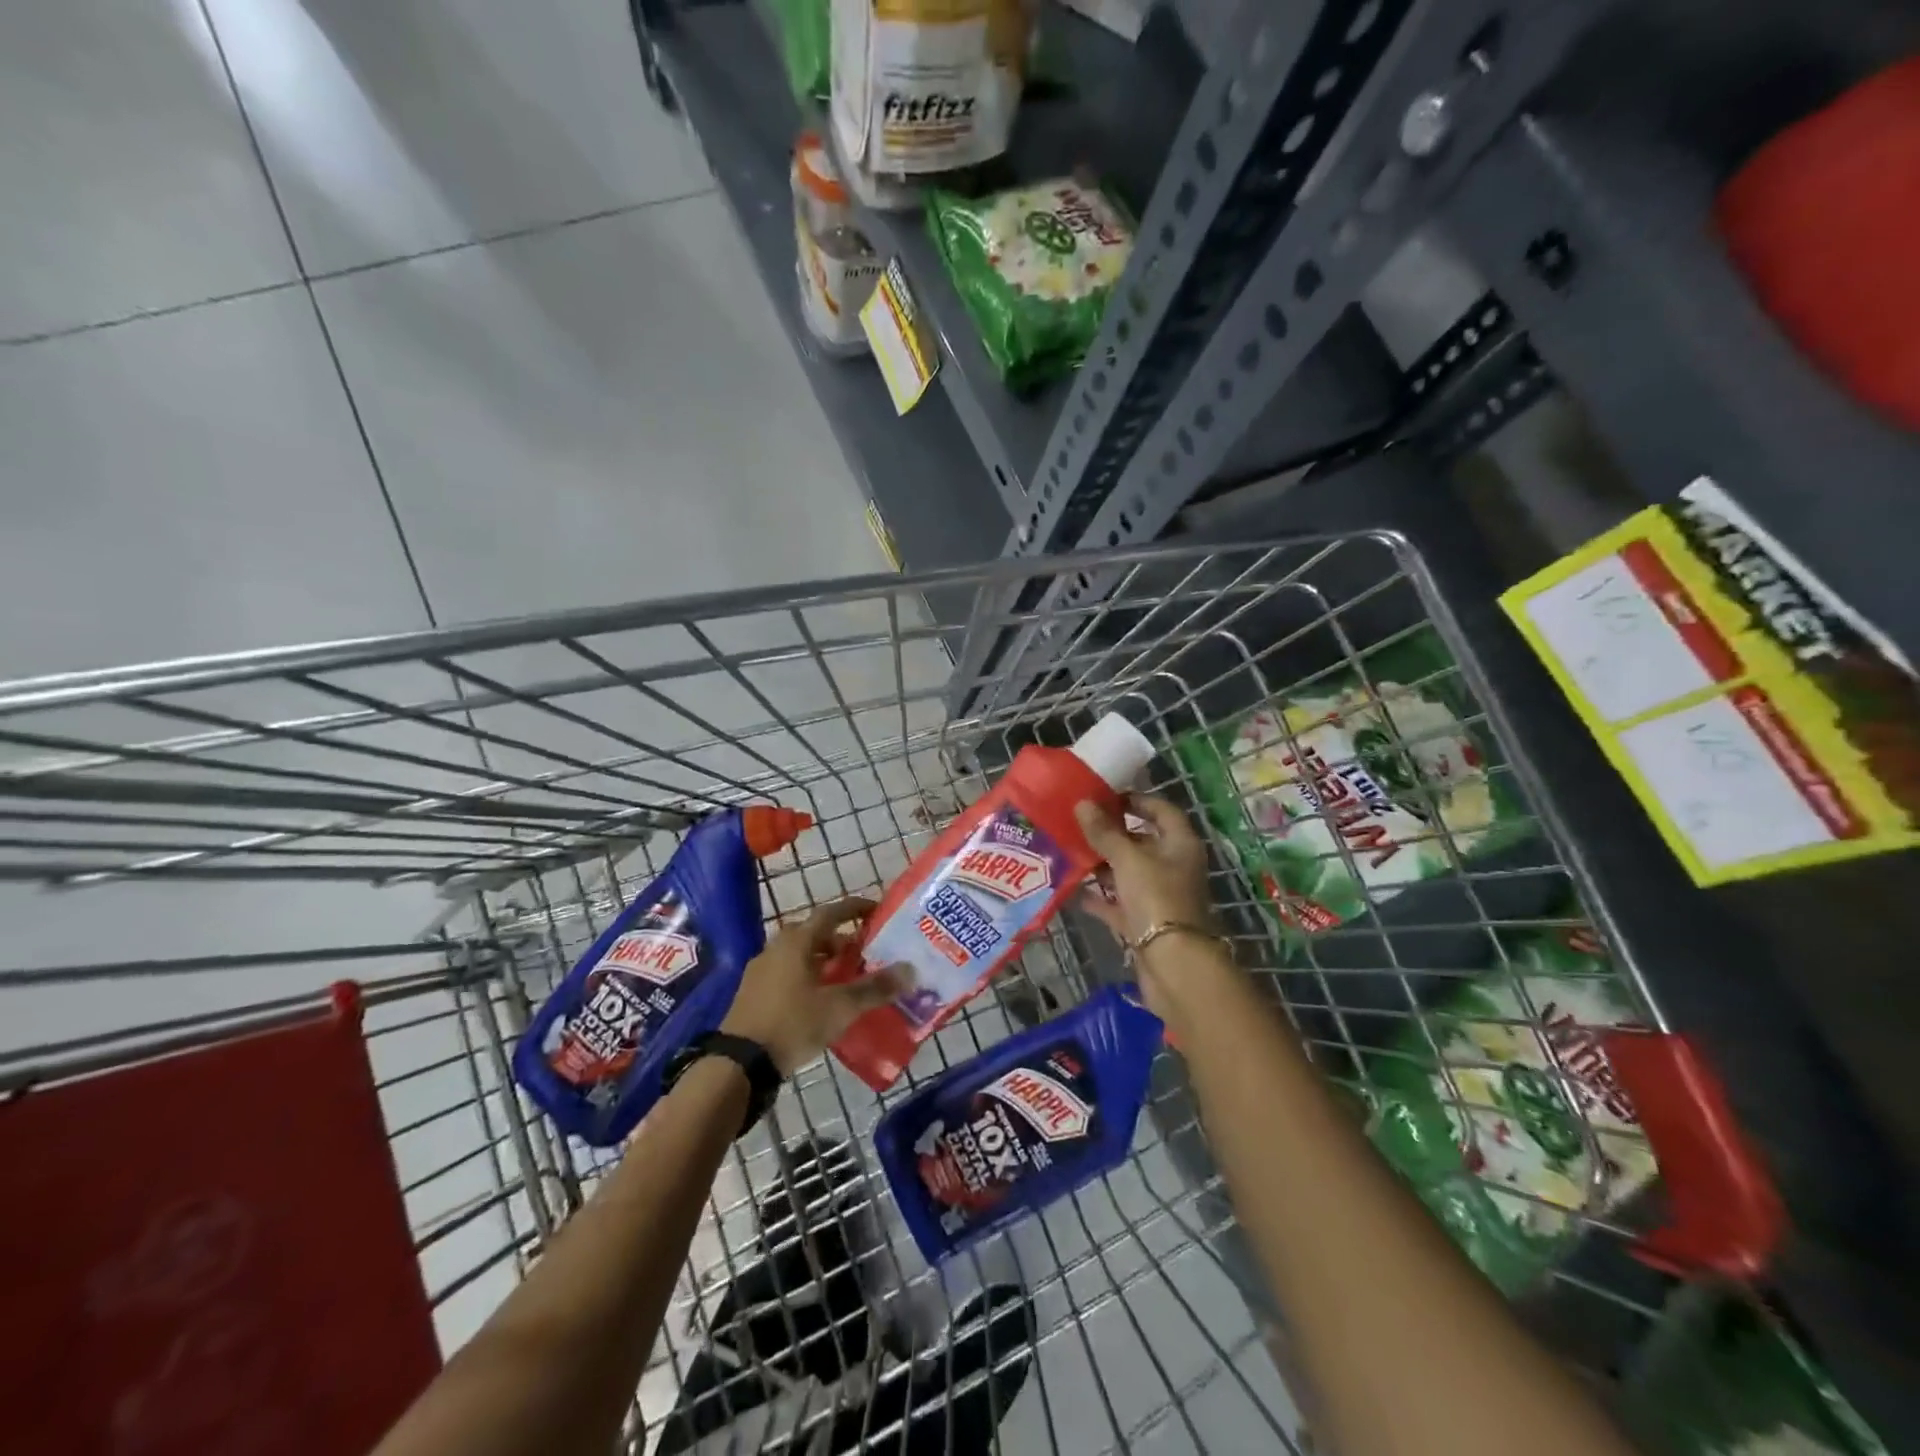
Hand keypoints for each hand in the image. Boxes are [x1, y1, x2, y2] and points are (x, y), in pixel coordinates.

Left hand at [721, 897, 904, 1074]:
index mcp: (797, 941)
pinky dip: (808, 975)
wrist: (739, 1063)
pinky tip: (820, 999)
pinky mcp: (753, 992)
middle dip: (841, 939)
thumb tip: (911, 970)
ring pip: (800, 954)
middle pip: (814, 933)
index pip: (831, 913)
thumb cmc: (792, 1024)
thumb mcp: (840, 1007)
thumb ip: (875, 988)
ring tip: (847, 977)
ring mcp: (761, 970)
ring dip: (824, 959)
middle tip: (864, 951)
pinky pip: (787, 972)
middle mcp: (777, 947)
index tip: (876, 910)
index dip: (855, 908)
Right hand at [1074, 795, 1233, 1021]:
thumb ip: (1104, 832)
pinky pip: (1118, 903)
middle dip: (1112, 834)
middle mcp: (1173, 867)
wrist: (1173, 965)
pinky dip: (1100, 897)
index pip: (1161, 811)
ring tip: (1069, 851)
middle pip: (1142, 842)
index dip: (1136, 800)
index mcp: (1180, 845)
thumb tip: (1082, 803)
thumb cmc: (1157, 899)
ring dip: (1102, 865)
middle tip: (1078, 824)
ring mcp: (1159, 896)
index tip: (1104, 797)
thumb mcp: (1128, 859)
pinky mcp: (1144, 923)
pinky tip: (1074, 889)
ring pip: (1128, 873)